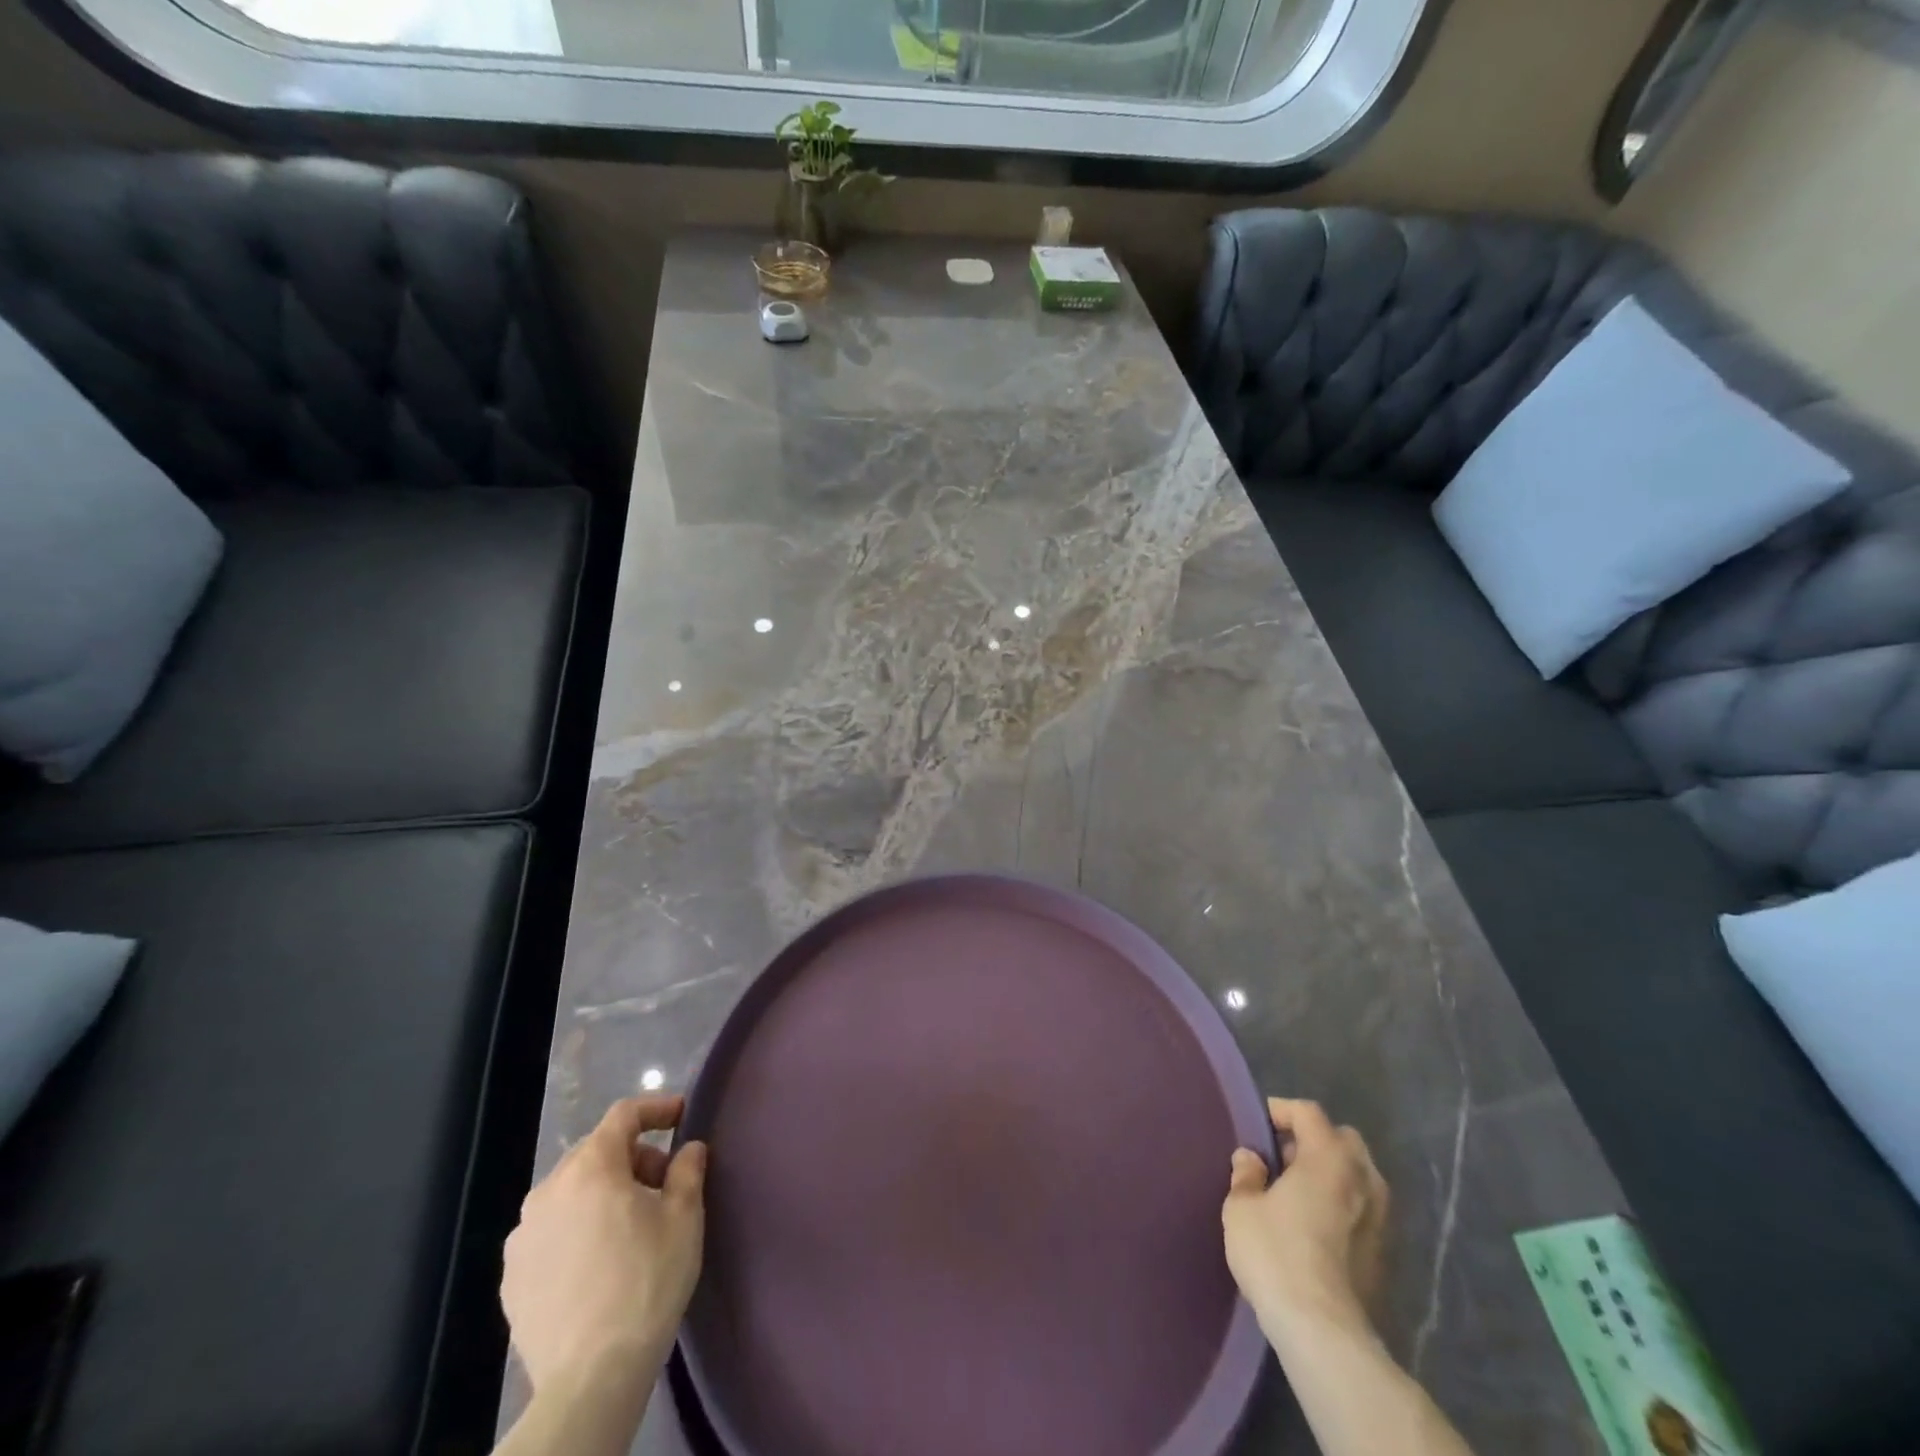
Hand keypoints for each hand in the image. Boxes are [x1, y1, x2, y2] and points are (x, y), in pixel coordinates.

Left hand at [502, 1095, 707, 1393]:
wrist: (591, 1377)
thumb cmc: (646, 1280)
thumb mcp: (684, 1217)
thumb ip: (687, 1170)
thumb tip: (688, 1149)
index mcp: (590, 1168)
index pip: (624, 1115)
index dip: (656, 1108)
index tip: (682, 1115)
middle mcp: (548, 1191)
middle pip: (596, 1152)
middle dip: (633, 1157)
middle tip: (663, 1183)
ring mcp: (523, 1237)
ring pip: (571, 1192)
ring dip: (603, 1193)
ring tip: (631, 1225)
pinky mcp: (512, 1278)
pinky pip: (551, 1232)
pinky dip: (578, 1228)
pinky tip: (599, 1260)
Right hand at [1221, 1098, 1388, 1340]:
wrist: (1323, 1330)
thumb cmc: (1276, 1253)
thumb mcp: (1241, 1207)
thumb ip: (1246, 1174)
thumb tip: (1251, 1158)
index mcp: (1329, 1157)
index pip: (1308, 1112)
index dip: (1281, 1111)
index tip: (1258, 1125)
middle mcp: (1362, 1179)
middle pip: (1342, 1139)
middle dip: (1314, 1140)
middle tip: (1283, 1157)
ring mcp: (1380, 1217)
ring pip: (1358, 1175)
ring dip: (1332, 1173)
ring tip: (1299, 1191)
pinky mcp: (1384, 1253)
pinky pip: (1363, 1208)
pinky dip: (1342, 1203)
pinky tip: (1316, 1224)